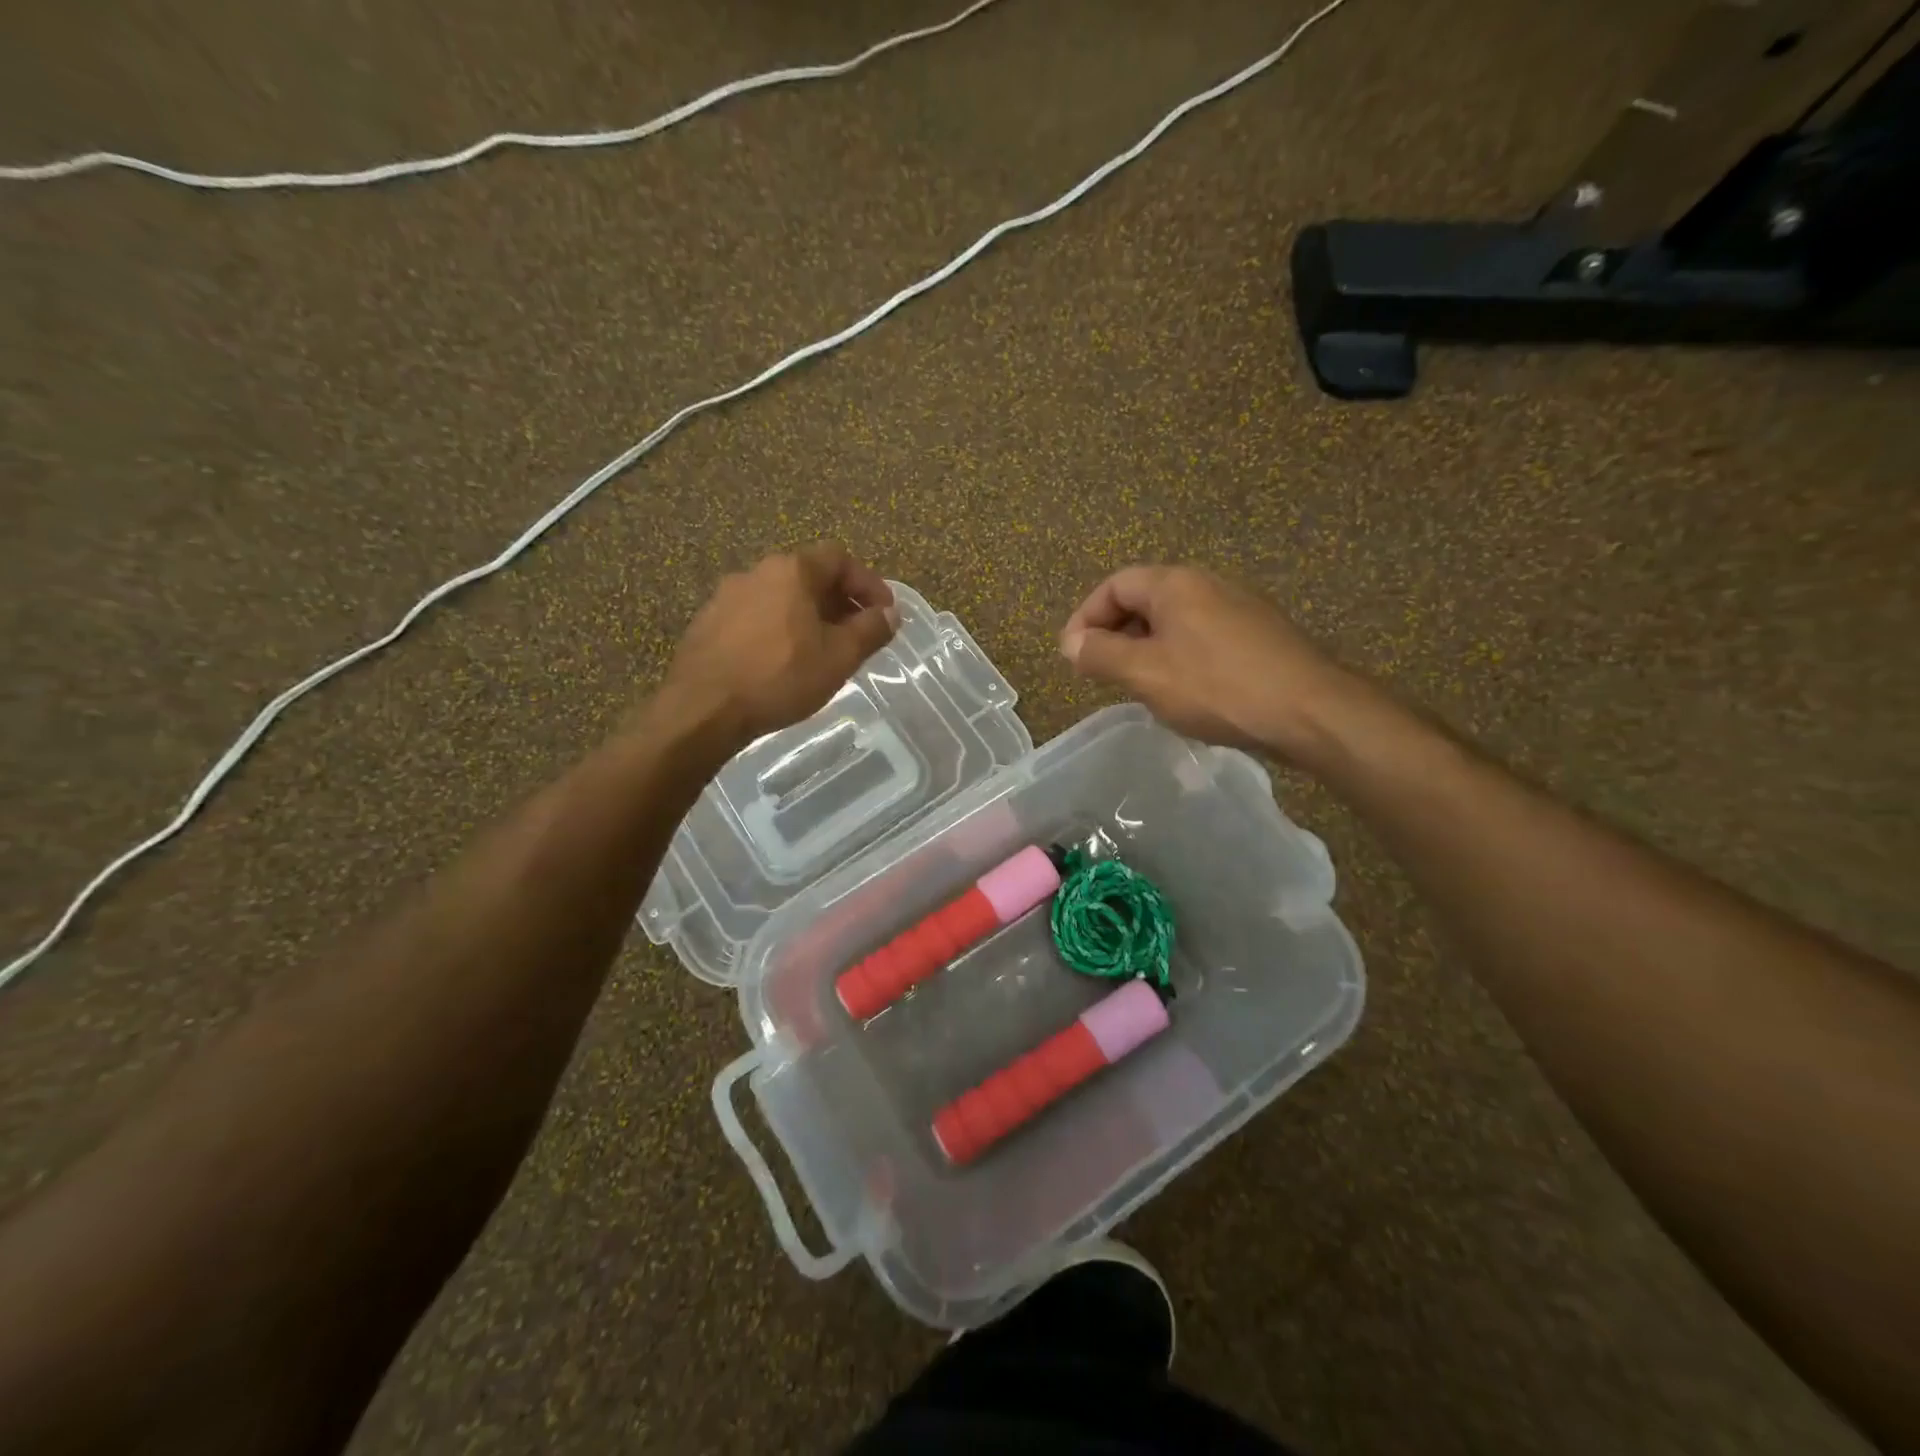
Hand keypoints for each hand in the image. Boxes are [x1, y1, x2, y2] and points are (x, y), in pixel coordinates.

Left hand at [664, 542, 898, 745]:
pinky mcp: (708, 623)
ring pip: (781, 597)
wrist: (703, 708)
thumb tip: (890, 613)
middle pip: (809, 575)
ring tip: (822, 650)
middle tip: (858, 633)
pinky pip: (756, 616)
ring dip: (808, 616)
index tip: (885, 613)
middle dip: (840, 601)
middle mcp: (757, 572)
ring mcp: (727, 596)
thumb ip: (870, 630)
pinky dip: (779, 629)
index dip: (868, 583)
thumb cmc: (780, 677)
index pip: (840, 558)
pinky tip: (783, 661)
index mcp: (792, 571)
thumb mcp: (839, 657)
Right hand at [1059, 565, 1355, 760]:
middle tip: (1101, 674)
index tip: (1072, 656)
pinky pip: (1201, 637)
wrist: (1310, 711)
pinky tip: (1183, 692)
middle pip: (1144, 599)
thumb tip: (1071, 643)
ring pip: (1174, 621)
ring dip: (1145, 649)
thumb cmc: (1217, 687)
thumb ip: (1101, 654)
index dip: (1085, 618)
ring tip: (1137, 687)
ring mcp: (1238, 607)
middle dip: (1114, 634)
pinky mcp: (1259, 634)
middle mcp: (1207, 583)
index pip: (1114, 585)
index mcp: (1175, 583)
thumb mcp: (1145, 674)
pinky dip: (1177, 657)